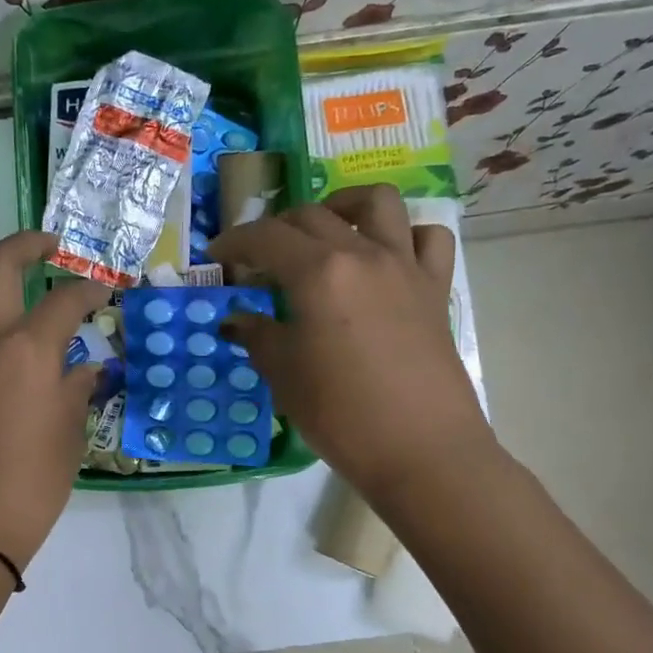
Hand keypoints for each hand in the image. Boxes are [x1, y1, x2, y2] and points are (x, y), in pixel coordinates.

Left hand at [0, 215, 109, 570]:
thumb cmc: (30, 490)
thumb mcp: (69, 437)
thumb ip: (76, 391)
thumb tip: (84, 367)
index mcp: (31, 351)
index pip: (68, 304)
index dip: (90, 293)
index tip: (103, 294)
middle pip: (1, 268)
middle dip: (29, 245)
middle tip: (48, 244)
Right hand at [207, 184, 490, 497]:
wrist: (420, 450)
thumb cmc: (340, 415)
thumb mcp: (285, 376)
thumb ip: (257, 336)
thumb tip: (236, 319)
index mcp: (319, 273)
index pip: (266, 237)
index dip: (234, 242)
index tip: (216, 257)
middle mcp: (363, 254)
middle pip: (311, 216)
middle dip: (276, 230)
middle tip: (259, 260)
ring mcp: (405, 266)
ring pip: (377, 202)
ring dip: (342, 207)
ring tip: (325, 232)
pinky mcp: (436, 288)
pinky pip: (427, 238)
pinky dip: (403, 235)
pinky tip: (385, 257)